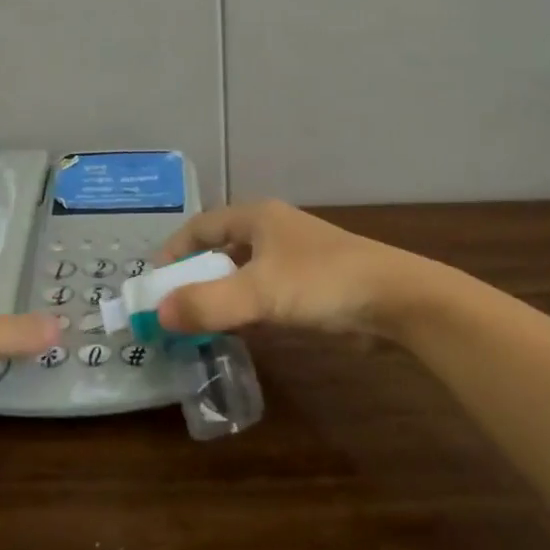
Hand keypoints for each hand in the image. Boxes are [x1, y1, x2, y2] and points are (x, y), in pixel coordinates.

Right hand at [154, 200, 444, 336]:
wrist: (396, 301)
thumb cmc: (323, 283)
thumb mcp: (259, 293)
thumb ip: (208, 304)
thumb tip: (159, 314)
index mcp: (257, 217)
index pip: (201, 226)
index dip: (174, 250)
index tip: (153, 281)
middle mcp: (272, 231)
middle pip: (220, 248)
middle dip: (194, 275)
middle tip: (171, 307)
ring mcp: (294, 258)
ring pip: (242, 273)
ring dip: (219, 294)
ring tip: (196, 323)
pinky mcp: (311, 285)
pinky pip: (264, 293)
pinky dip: (245, 308)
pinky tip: (237, 332)